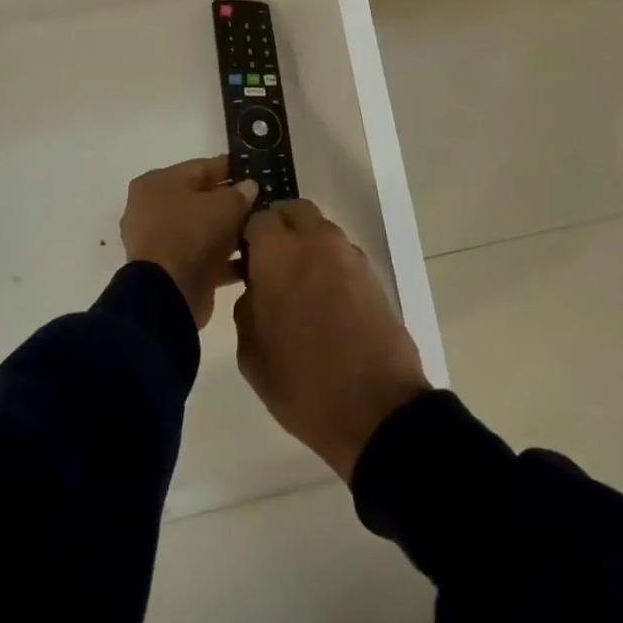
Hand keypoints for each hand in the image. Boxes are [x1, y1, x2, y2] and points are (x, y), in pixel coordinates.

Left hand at [120, 157, 258, 329]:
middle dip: (230, 203)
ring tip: (260, 231)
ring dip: (228, 232)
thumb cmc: (192, 235)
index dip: (231, 169)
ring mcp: (157, 242)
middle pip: (200, 199)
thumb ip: (240, 193)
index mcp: (157, 183)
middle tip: (262, 203)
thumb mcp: (225, 206)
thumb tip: (249, 187)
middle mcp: (151, 208)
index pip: (201, 168)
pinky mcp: (167, 271)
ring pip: (201, 230)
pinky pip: (200, 256)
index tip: (256, 172)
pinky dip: (222, 258)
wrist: (168, 295)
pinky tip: (250, 259)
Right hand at [235, 199, 431, 481]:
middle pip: (294, 211)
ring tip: (302, 288)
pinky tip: (327, 303)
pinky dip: (330, 265)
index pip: (257, 219)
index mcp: (278, 253)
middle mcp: (315, 241)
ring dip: (307, 246)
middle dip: (280, 229)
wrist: (377, 410)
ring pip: (320, 231)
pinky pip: (342, 254)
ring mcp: (349, 255)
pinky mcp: (373, 273)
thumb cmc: (303, 385)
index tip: (245, 263)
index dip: (248, 238)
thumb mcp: (252, 354)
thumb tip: (257, 288)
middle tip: (272, 265)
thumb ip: (247, 307)